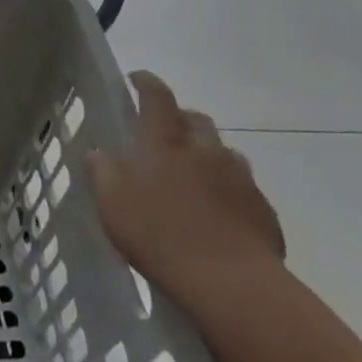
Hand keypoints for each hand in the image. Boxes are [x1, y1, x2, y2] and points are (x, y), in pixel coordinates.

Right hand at [92, 71, 285, 308]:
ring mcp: (240, 178)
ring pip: (223, 152)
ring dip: (207, 154)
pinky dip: (227, 188)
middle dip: (180, 118)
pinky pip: (243, 187)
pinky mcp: (263, 209)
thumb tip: (98, 152)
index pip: (157, 96)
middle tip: (164, 135)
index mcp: (165, 143)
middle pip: (196, 119)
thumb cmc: (158, 235)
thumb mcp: (112, 204)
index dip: (146, 82)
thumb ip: (102, 172)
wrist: (230, 283)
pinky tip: (217, 213)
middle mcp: (205, 150)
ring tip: (192, 177)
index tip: (136, 78)